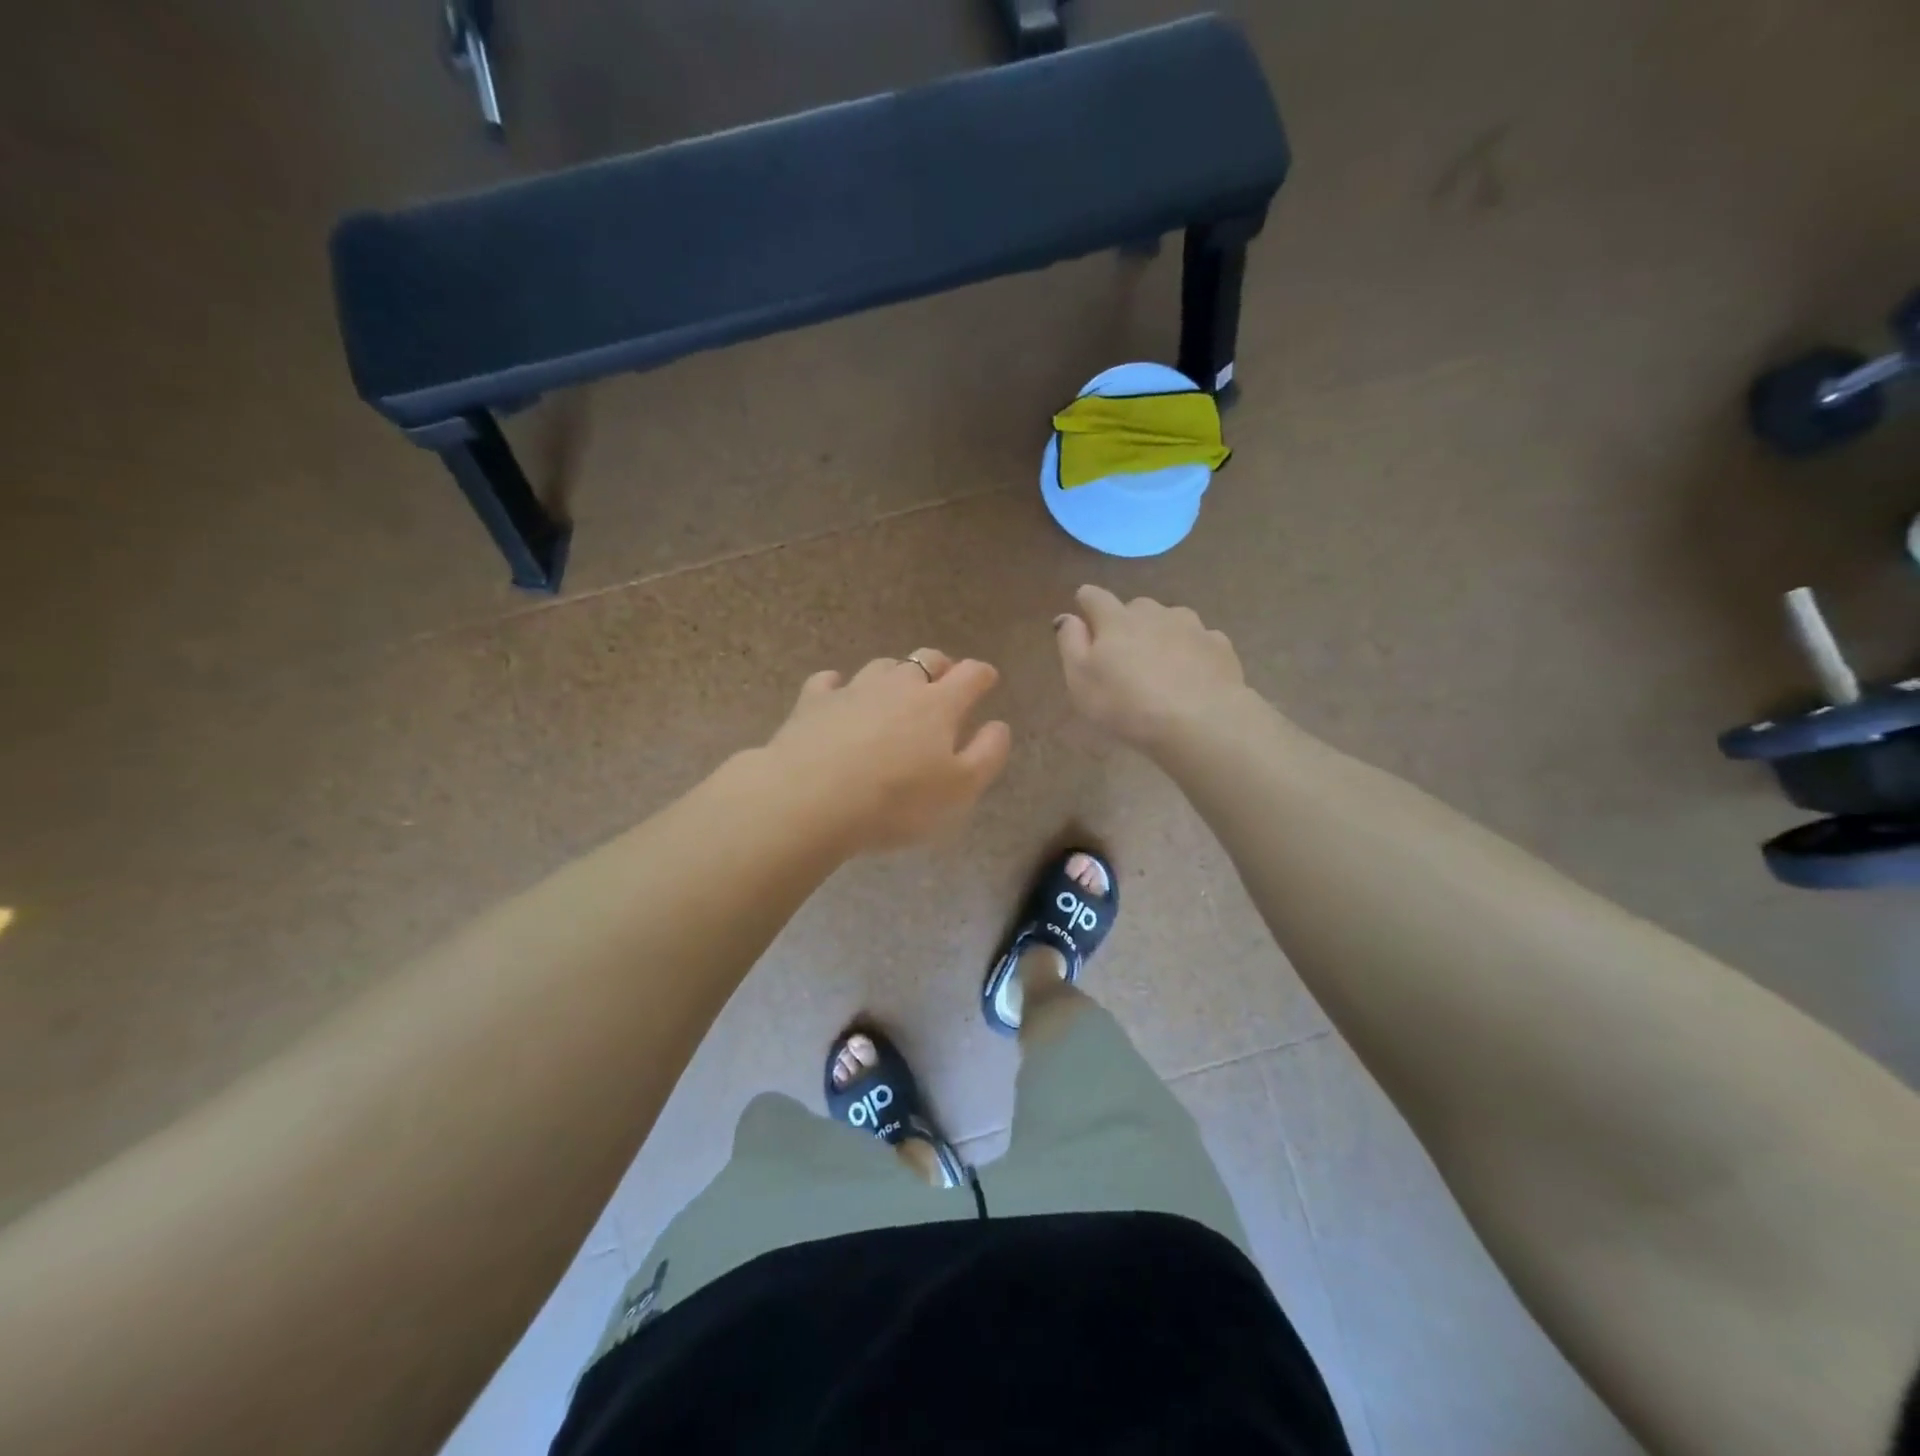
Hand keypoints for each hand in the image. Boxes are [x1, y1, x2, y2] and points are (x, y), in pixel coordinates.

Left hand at [764, 650, 1011, 852]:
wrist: (811, 799)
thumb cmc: (896, 800)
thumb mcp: (959, 789)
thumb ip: (987, 754)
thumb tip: (998, 725)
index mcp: (939, 704)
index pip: (970, 676)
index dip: (982, 675)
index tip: (987, 679)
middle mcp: (898, 686)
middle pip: (925, 660)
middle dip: (940, 666)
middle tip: (943, 679)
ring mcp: (852, 689)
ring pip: (881, 667)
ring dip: (893, 674)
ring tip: (894, 691)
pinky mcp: (812, 702)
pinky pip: (828, 682)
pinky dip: (838, 686)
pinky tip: (836, 694)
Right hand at [1054, 585, 1247, 748]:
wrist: (1200, 721)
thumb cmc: (1127, 704)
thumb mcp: (1081, 680)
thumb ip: (1071, 643)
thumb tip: (1067, 616)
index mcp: (1116, 620)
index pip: (1094, 597)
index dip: (1086, 602)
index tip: (1083, 610)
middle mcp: (1154, 613)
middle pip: (1135, 608)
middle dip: (1126, 623)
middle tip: (1124, 654)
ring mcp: (1191, 626)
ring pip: (1170, 621)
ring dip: (1161, 635)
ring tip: (1161, 666)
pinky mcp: (1219, 645)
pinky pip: (1199, 641)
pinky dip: (1191, 652)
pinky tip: (1191, 676)